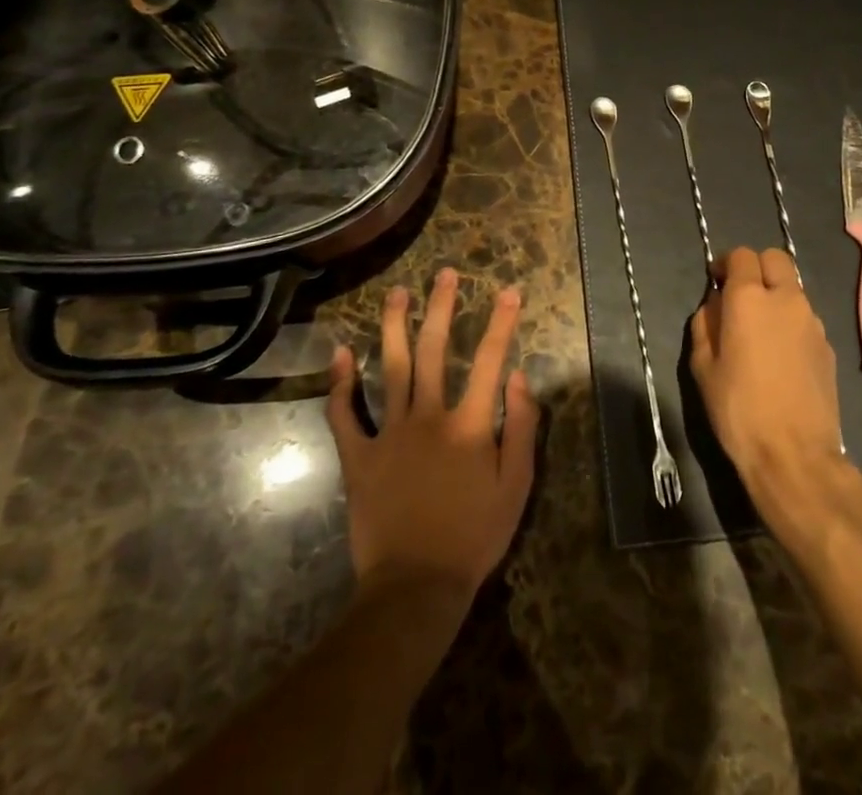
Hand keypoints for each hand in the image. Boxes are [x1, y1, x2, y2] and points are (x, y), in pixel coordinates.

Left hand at [327, 269, 538, 603]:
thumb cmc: (474, 537)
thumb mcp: (516, 486)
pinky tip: (340, 353)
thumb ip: (521, 427)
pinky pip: (344, 415)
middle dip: (441, 307)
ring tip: (396, 293)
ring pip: (390, 368)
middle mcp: (428, 417)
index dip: (502, 322)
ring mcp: (389, 434)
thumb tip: (520, 375)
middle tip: (443, 273)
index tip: (509, 290)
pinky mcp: (358, 457)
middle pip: (433, 350)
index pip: (489, 360)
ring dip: (393, 326)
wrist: (415, 588)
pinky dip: (340, 384)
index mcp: (469, 424)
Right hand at [689, 247, 855, 536]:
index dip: (726, 263)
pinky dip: (790, 322)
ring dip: (776, 295)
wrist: (794, 455)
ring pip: (793, 288)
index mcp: (749, 298)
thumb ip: (705, 324)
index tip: (716, 282)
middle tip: (740, 295)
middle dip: (756, 267)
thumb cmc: (738, 409)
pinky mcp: (828, 346)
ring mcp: (813, 322)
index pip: (741, 255)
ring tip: (760, 329)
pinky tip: (780, 355)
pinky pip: (805, 318)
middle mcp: (786, 299)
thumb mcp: (703, 367)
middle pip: (775, 259)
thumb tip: (715, 305)